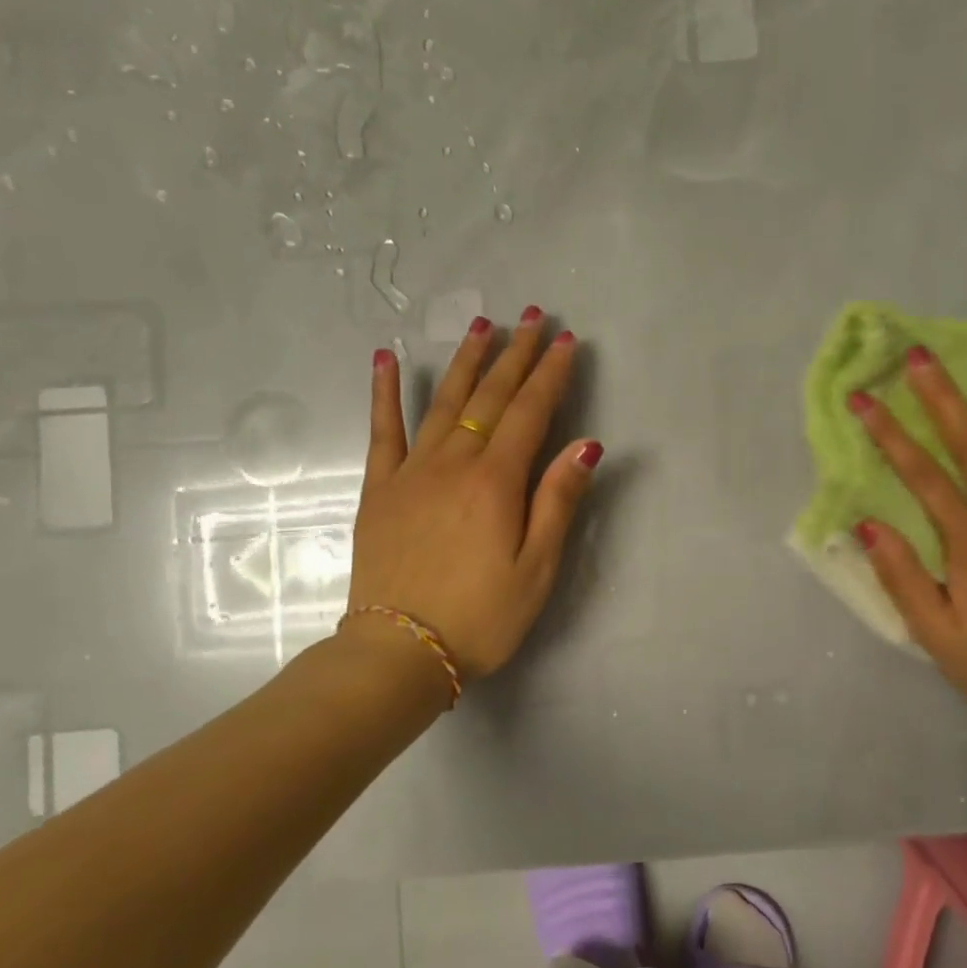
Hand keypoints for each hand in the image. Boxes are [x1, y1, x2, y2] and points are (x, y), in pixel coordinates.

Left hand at [344, 307, 601, 678]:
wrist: (399, 651)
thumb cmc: (480, 617)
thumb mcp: (536, 569)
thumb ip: (557, 502)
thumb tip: (585, 445)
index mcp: (495, 483)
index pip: (530, 413)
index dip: (550, 375)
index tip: (566, 340)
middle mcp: (453, 464)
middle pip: (490, 397)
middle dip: (516, 354)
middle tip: (533, 316)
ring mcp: (411, 472)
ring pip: (443, 402)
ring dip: (467, 361)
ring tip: (482, 324)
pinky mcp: (381, 489)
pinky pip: (382, 430)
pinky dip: (385, 392)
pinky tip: (386, 358)